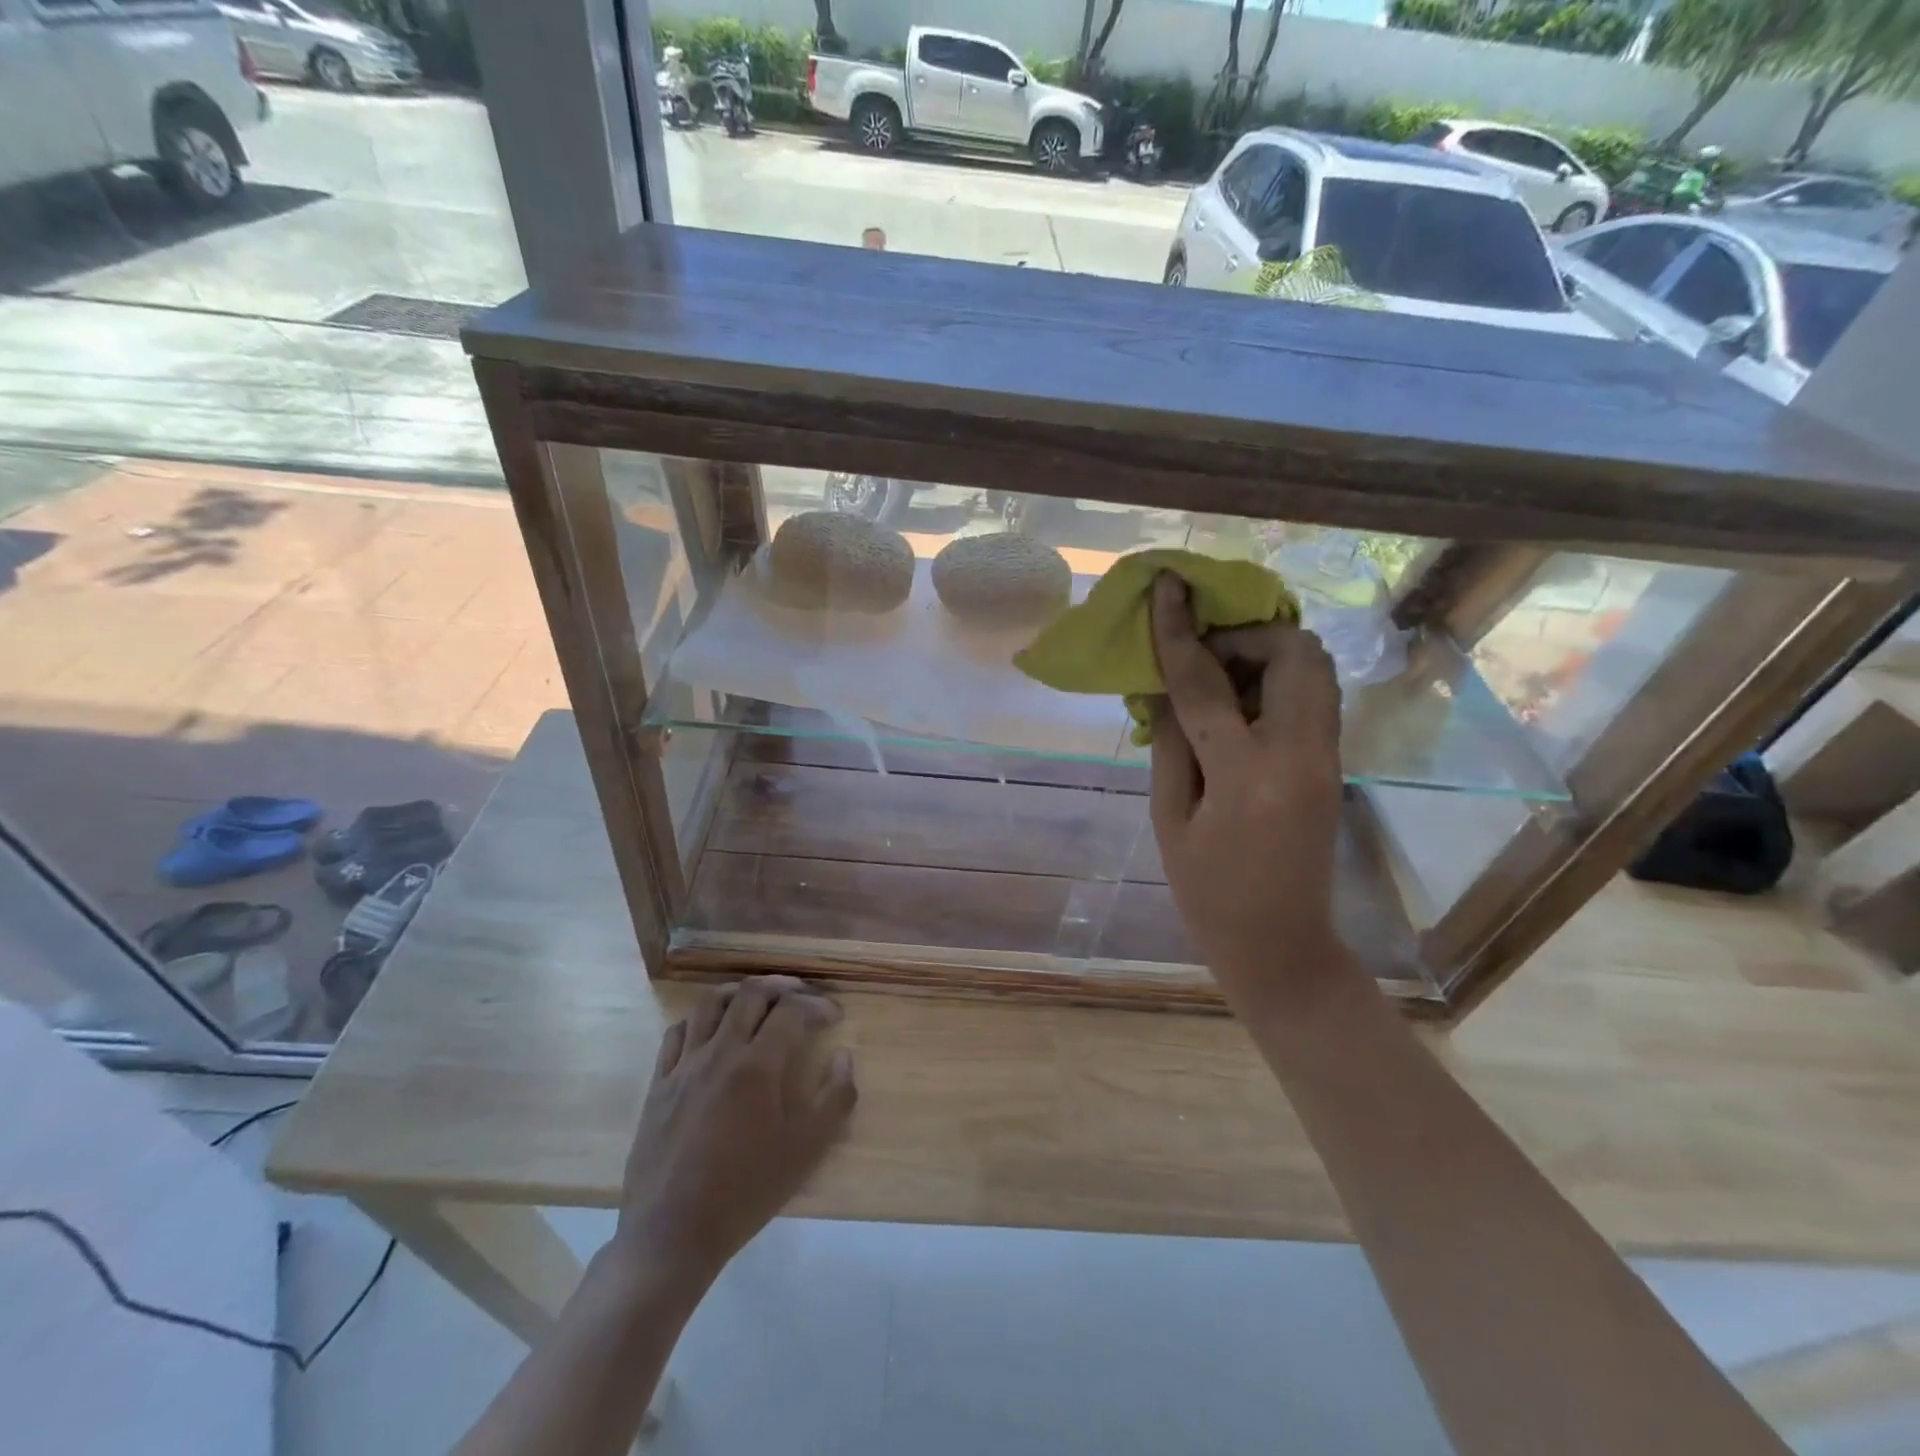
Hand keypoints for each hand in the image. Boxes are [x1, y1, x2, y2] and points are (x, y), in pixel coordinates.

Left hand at [615, 976, 856, 1285]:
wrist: (672, 1234)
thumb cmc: (746, 1191)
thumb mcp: (806, 1151)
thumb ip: (836, 1098)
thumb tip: (844, 1056)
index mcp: (757, 1065)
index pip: (792, 1012)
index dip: (817, 1006)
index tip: (833, 1016)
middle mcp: (720, 1052)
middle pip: (751, 994)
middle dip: (782, 987)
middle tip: (801, 995)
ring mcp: (684, 1065)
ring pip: (710, 1003)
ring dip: (740, 992)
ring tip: (758, 999)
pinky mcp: (658, 1084)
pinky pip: (677, 1032)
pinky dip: (700, 1018)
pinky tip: (711, 1029)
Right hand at [1148, 572, 1345, 1011]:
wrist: (1281, 945)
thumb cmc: (1208, 893)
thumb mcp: (1169, 818)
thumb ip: (1170, 743)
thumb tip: (1165, 687)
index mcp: (1247, 775)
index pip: (1207, 683)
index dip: (1180, 630)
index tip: (1168, 585)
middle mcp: (1300, 754)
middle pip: (1294, 652)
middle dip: (1246, 634)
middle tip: (1204, 656)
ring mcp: (1327, 757)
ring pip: (1315, 667)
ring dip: (1267, 653)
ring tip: (1222, 678)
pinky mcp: (1334, 763)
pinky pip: (1313, 695)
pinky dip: (1278, 680)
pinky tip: (1241, 706)